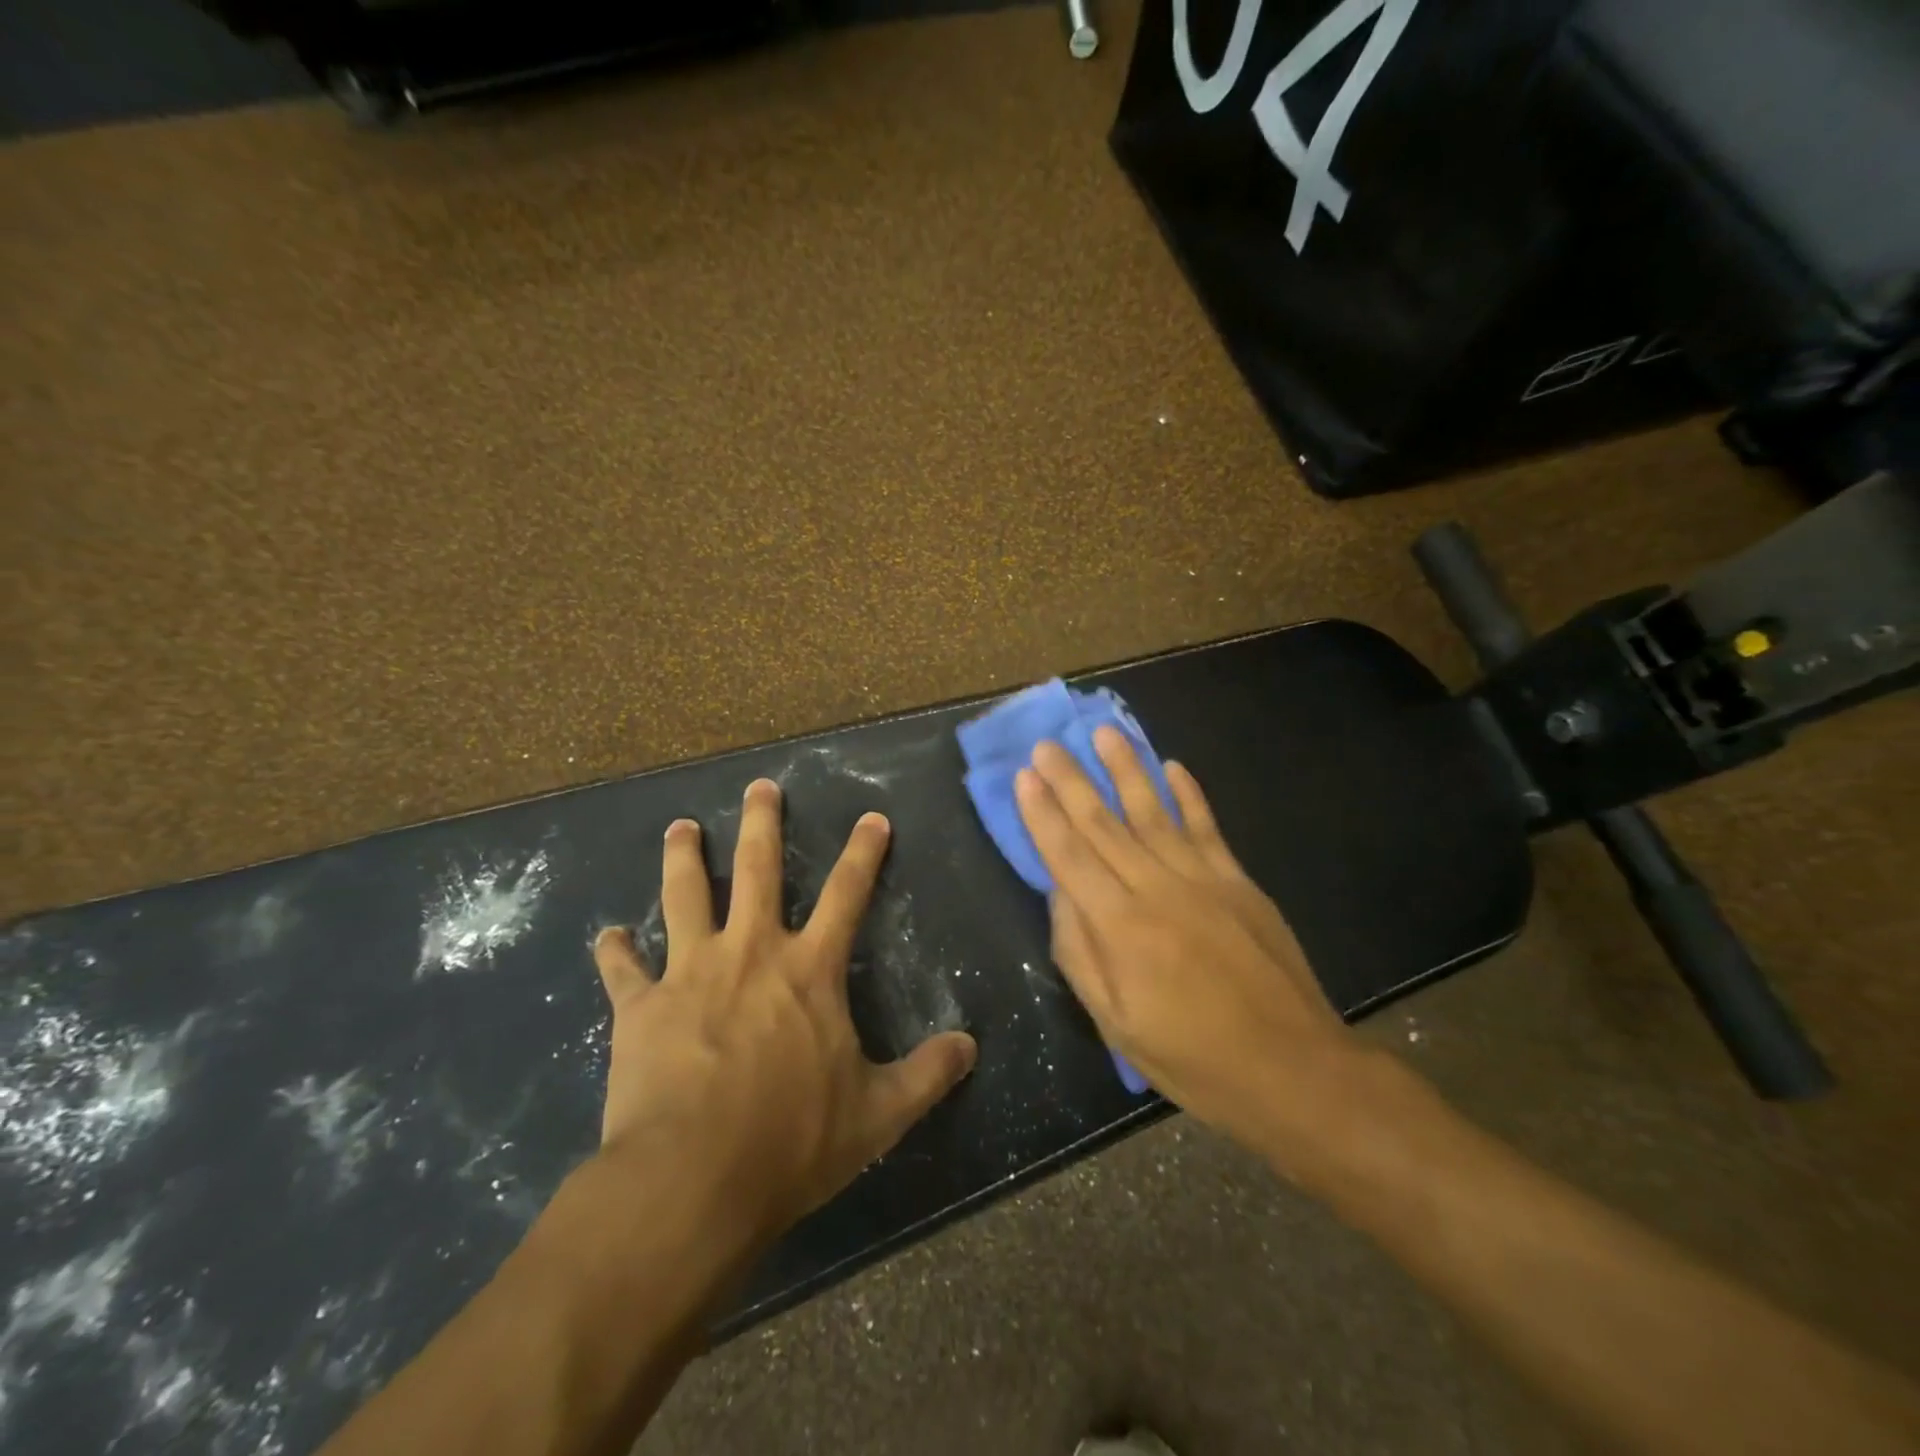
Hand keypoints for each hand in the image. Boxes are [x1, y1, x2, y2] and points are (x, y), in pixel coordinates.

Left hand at [589, 779, 976, 1246]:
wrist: (692, 1179)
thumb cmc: (791, 1141)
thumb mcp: (878, 1114)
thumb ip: (928, 1075)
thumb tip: (971, 1046)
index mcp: (809, 970)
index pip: (848, 895)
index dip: (864, 853)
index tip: (872, 817)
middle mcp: (751, 952)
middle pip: (758, 870)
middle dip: (762, 823)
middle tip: (759, 786)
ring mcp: (690, 972)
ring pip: (685, 896)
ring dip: (683, 858)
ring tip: (679, 828)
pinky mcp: (640, 1007)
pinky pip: (623, 970)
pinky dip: (615, 951)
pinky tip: (608, 936)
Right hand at [1015, 728, 1370, 1168]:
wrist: (1293, 1069)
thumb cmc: (1193, 1058)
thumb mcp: (1116, 1023)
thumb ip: (1080, 952)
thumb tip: (1058, 893)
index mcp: (1121, 927)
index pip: (1070, 855)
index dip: (1043, 814)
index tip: (1024, 777)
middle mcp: (1157, 889)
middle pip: (1104, 824)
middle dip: (1071, 781)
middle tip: (1047, 744)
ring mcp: (1203, 879)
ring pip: (1153, 812)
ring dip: (1127, 769)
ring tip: (1104, 733)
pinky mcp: (1239, 881)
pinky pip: (1207, 827)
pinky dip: (1188, 794)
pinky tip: (1173, 766)